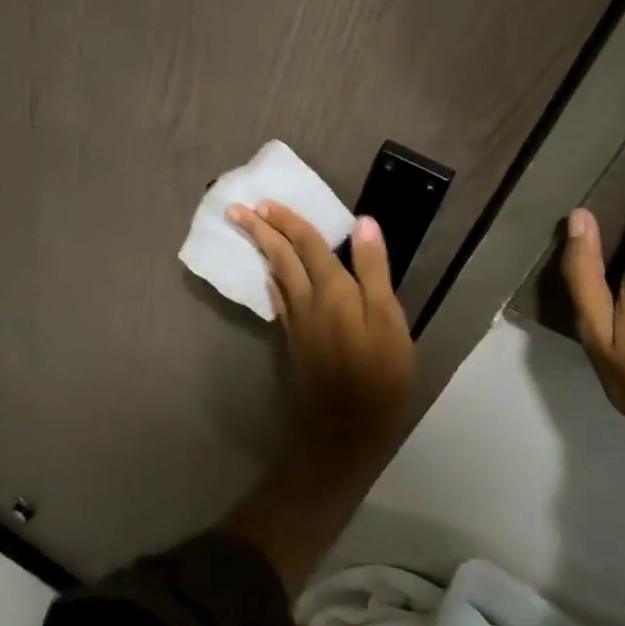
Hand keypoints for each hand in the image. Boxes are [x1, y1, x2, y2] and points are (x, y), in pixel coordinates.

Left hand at [227, 202, 414, 454]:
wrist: (347, 424)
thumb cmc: (379, 371)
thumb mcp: (388, 318)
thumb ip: (374, 270)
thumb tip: (363, 223)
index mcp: (332, 289)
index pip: (307, 244)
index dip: (288, 221)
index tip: (264, 201)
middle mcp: (307, 300)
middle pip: (281, 257)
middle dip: (260, 230)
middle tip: (236, 210)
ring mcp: (297, 321)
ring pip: (276, 276)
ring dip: (263, 251)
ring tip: (250, 233)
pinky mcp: (295, 340)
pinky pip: (278, 299)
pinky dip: (272, 281)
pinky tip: (270, 278)